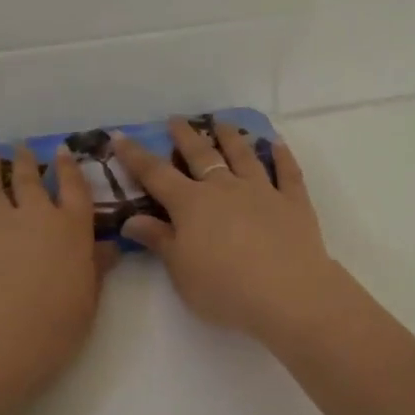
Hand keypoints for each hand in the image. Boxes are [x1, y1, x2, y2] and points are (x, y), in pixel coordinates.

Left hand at [0, 146, 113, 410]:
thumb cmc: (55, 323)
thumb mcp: (88, 300)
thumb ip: (96, 269)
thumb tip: (110, 247)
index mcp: (71, 229)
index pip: (74, 189)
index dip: (69, 168)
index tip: (62, 149)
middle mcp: (33, 217)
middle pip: (29, 180)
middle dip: (25, 161)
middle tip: (19, 145)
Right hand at [113, 119, 343, 341]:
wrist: (288, 294)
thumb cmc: (225, 289)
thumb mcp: (181, 270)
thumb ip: (158, 240)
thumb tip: (130, 220)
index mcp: (192, 204)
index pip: (156, 174)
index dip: (136, 156)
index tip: (121, 137)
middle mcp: (225, 188)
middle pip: (201, 155)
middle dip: (185, 136)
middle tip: (176, 119)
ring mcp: (262, 191)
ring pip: (243, 156)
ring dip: (231, 137)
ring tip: (222, 123)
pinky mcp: (293, 202)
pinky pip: (287, 172)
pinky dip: (282, 156)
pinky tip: (277, 144)